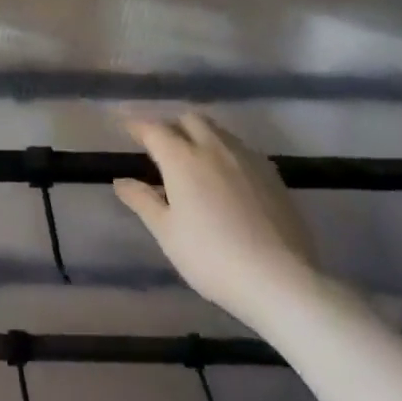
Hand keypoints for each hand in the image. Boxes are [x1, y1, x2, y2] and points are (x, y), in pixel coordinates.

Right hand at [113, 112, 319, 321]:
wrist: (280, 281)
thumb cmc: (211, 257)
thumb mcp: (166, 232)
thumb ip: (142, 201)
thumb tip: (121, 181)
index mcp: (182, 158)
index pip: (153, 129)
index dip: (137, 126)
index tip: (126, 128)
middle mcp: (215, 148)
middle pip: (190, 119)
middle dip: (172, 126)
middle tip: (162, 147)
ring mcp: (248, 159)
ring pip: (219, 131)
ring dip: (201, 136)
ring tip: (194, 161)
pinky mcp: (273, 176)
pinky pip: (243, 151)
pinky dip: (226, 154)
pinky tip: (228, 179)